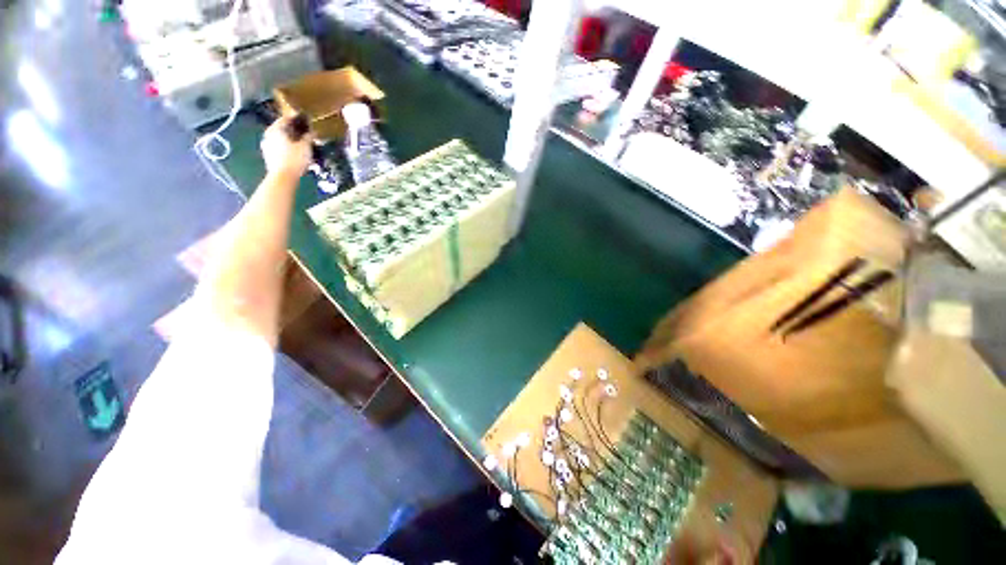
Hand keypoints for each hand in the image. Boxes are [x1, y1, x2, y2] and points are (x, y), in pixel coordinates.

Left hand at [260, 116, 313, 177]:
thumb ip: (308, 137)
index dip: (296, 119)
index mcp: (276, 129)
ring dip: (290, 140)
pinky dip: (286, 148)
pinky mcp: (268, 156)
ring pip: (280, 139)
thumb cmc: (295, 159)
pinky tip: (295, 153)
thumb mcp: (306, 147)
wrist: (283, 177)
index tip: (305, 121)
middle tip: (304, 134)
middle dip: (293, 131)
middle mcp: (268, 134)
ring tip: (301, 145)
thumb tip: (312, 131)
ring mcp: (266, 145)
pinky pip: (279, 148)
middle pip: (282, 129)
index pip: (286, 119)